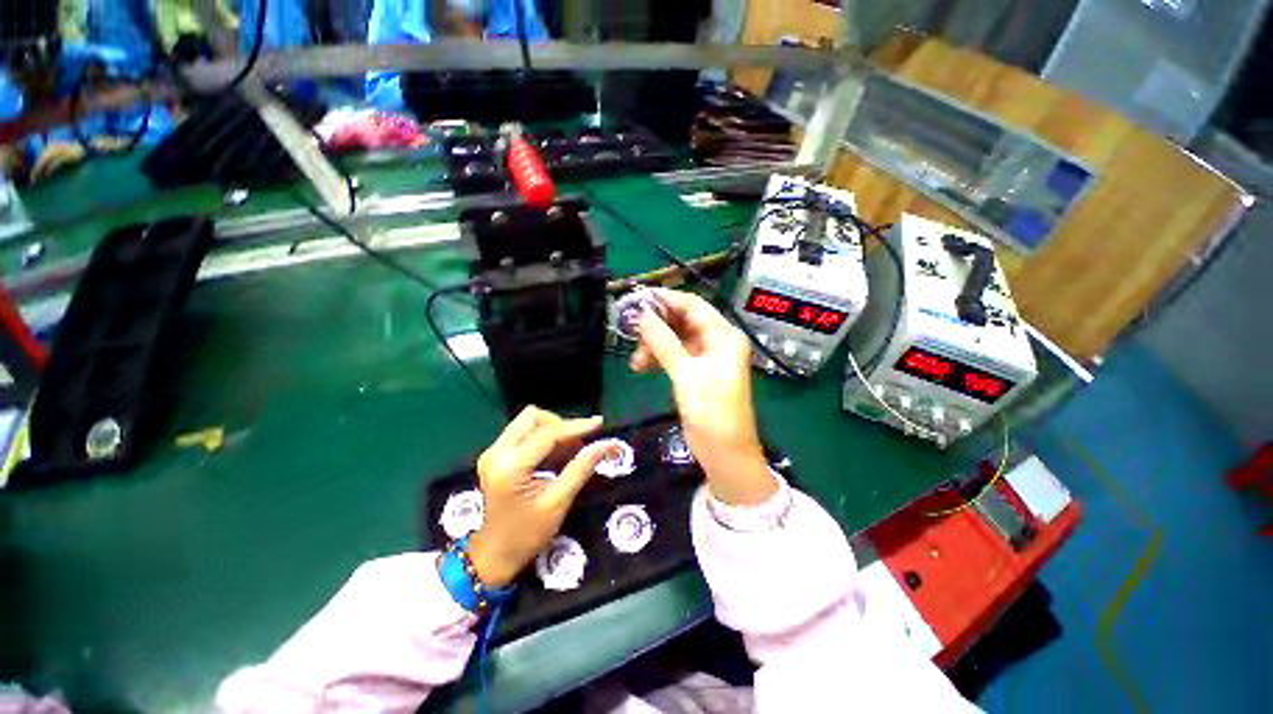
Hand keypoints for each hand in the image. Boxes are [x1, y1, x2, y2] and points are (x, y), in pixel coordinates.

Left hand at [468, 407, 608, 586]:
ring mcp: (493, 452)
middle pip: (533, 417)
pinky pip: (523, 433)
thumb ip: (581, 468)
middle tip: (579, 444)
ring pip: (528, 422)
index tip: (599, 424)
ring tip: (571, 451)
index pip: (548, 434)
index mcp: (510, 466)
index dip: (576, 427)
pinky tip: (556, 456)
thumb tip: (607, 444)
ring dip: (552, 430)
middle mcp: (496, 452)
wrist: (494, 556)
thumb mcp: (558, 502)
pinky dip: (543, 438)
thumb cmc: (527, 535)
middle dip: (560, 425)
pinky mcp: (495, 456)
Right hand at [631, 289, 777, 505]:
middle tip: (631, 333)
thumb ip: (664, 342)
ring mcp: (706, 357)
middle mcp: (717, 341)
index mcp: (724, 337)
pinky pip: (674, 355)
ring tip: (636, 362)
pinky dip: (658, 358)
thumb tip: (641, 315)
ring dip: (654, 345)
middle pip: (683, 321)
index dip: (665, 300)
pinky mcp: (696, 371)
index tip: (637, 300)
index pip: (693, 306)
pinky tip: (641, 367)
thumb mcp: (686, 376)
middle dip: (657, 327)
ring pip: (675, 338)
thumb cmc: (712, 413)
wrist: (725, 454)